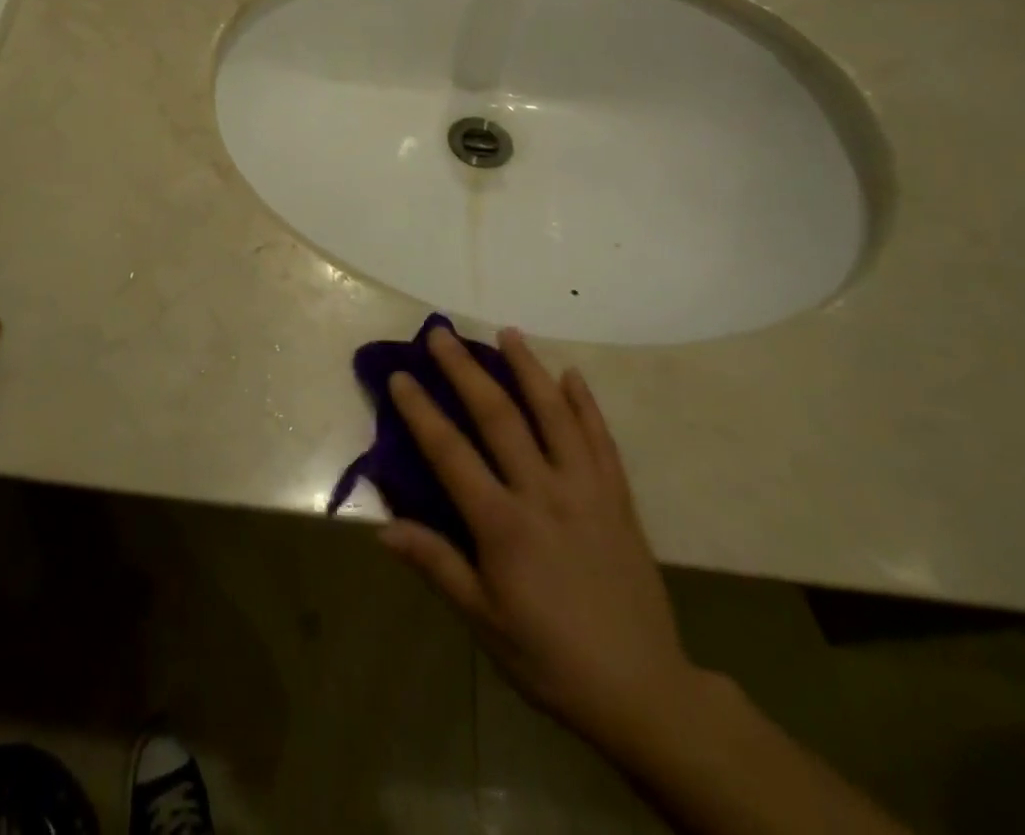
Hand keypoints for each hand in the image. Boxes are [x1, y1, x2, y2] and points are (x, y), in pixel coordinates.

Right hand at [380, 326, 704, 753]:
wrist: (643, 691)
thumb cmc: (550, 658)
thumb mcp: (484, 620)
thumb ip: (436, 565)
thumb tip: (382, 528)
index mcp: (503, 525)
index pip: (451, 453)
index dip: (421, 411)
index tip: (399, 375)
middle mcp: (543, 493)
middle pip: (498, 417)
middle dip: (466, 370)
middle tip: (442, 333)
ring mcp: (586, 490)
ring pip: (554, 415)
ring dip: (528, 369)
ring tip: (508, 333)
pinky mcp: (618, 498)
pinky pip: (601, 440)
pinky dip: (586, 404)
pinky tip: (573, 375)